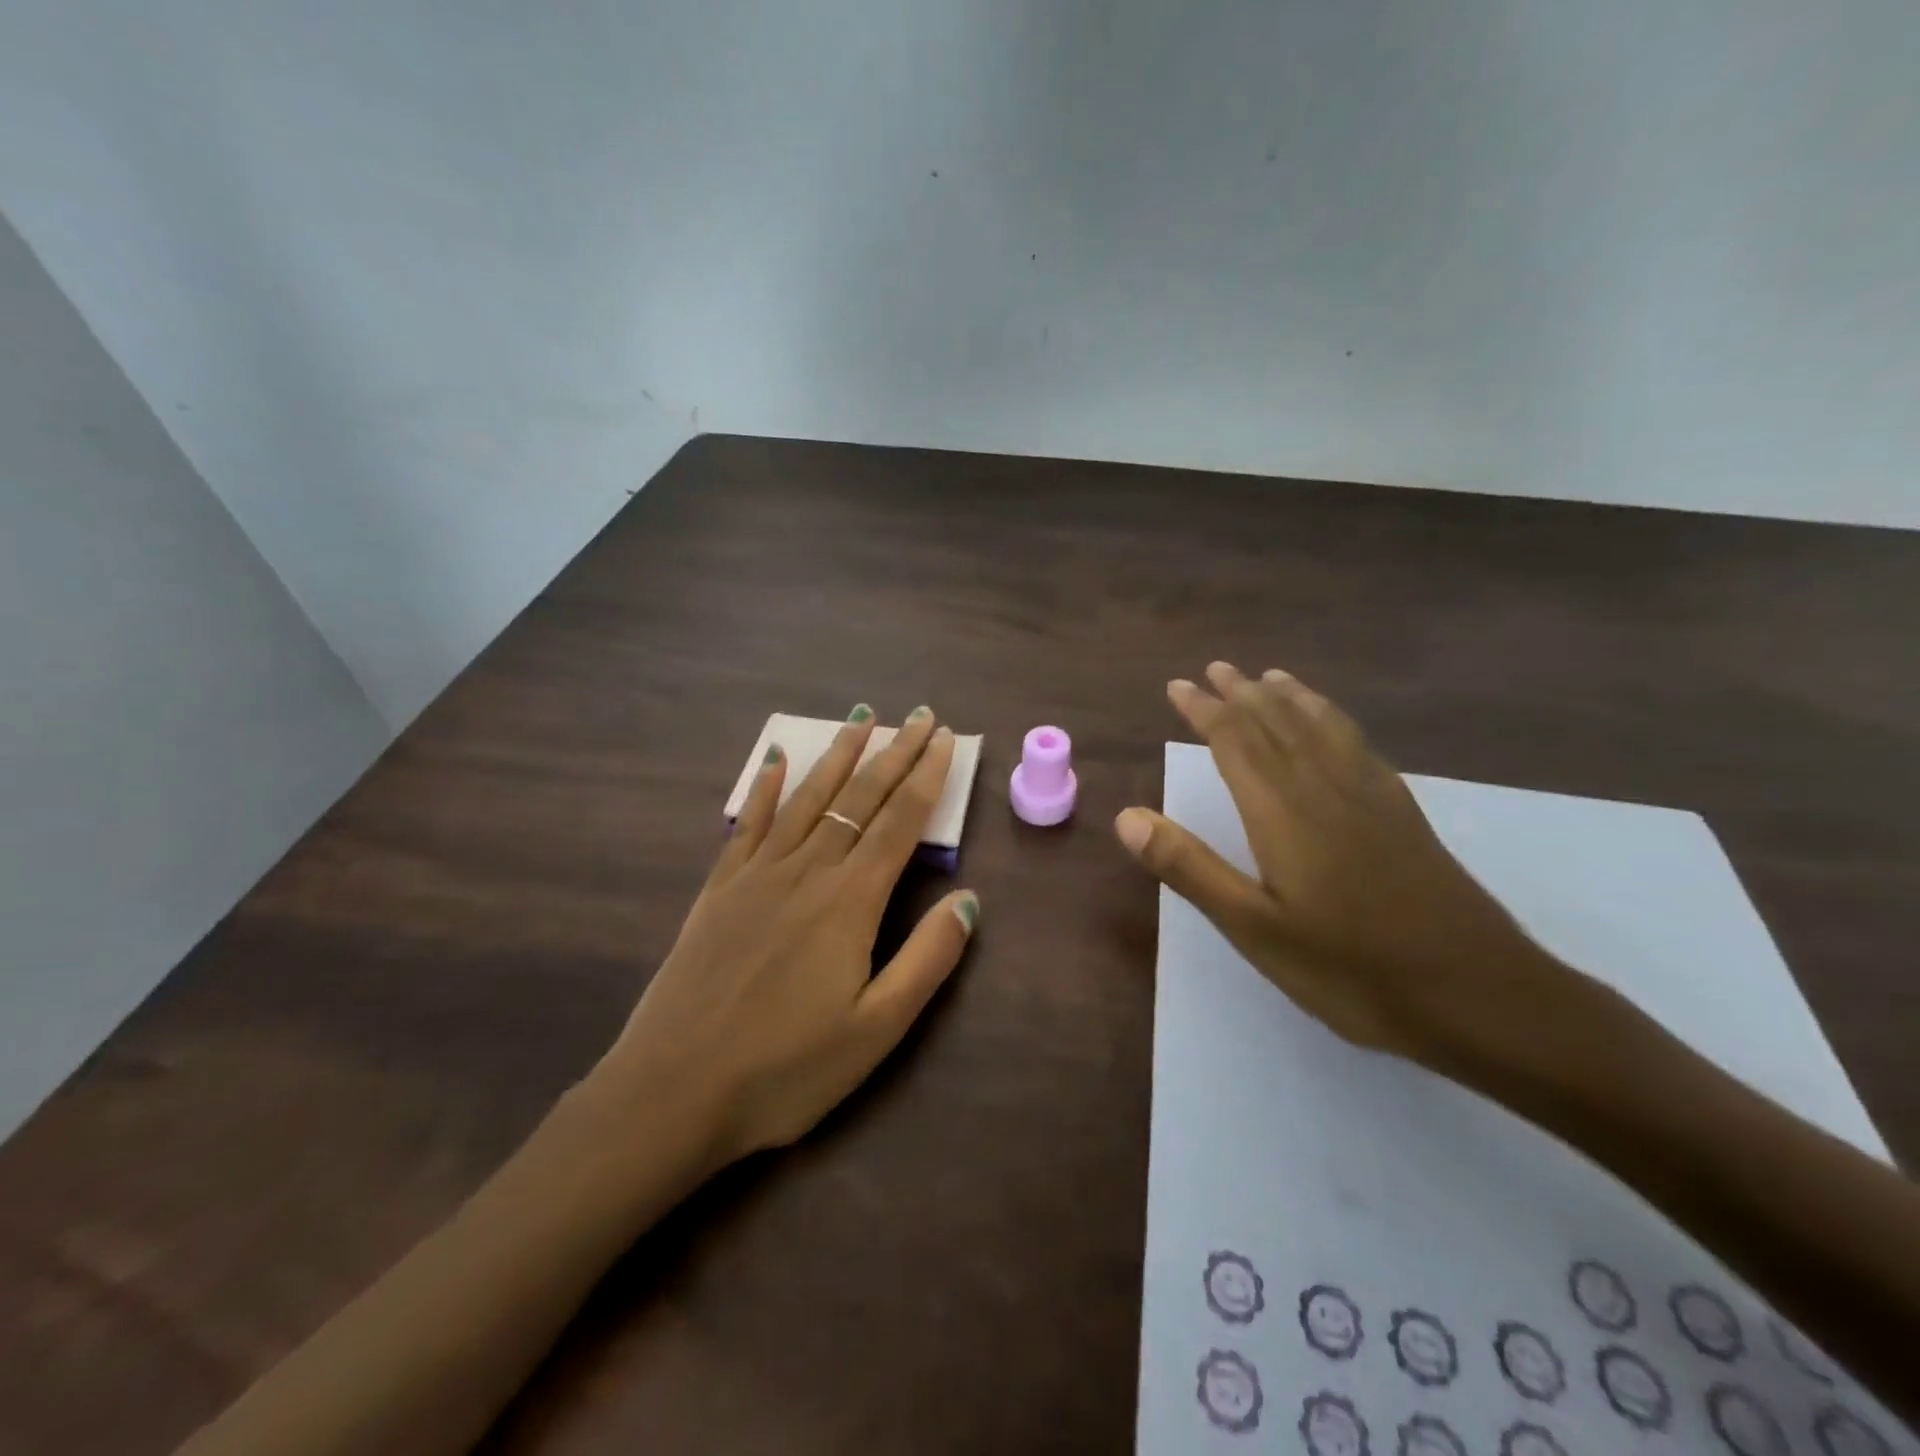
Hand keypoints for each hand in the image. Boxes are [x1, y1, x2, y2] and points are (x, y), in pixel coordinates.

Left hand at [596, 705, 978, 1164]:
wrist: (674, 1091)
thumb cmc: (785, 1069)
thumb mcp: (876, 1029)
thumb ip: (927, 960)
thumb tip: (969, 900)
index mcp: (851, 901)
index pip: (900, 822)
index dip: (926, 777)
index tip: (944, 740)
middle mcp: (807, 871)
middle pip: (860, 798)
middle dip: (895, 753)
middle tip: (920, 715)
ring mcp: (758, 875)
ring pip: (808, 798)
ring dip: (839, 755)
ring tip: (862, 718)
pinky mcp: (720, 889)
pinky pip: (749, 823)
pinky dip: (766, 788)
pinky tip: (774, 759)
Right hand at [1114, 663, 1543, 1060]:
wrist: (1479, 996)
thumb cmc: (1351, 968)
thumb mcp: (1254, 928)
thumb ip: (1190, 868)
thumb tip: (1126, 817)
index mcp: (1284, 812)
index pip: (1236, 743)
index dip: (1205, 711)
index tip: (1179, 685)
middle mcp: (1326, 789)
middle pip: (1278, 725)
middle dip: (1243, 694)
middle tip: (1217, 668)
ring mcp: (1372, 798)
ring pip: (1323, 729)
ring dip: (1292, 699)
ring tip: (1271, 678)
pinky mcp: (1403, 815)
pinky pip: (1360, 747)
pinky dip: (1336, 722)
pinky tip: (1336, 728)